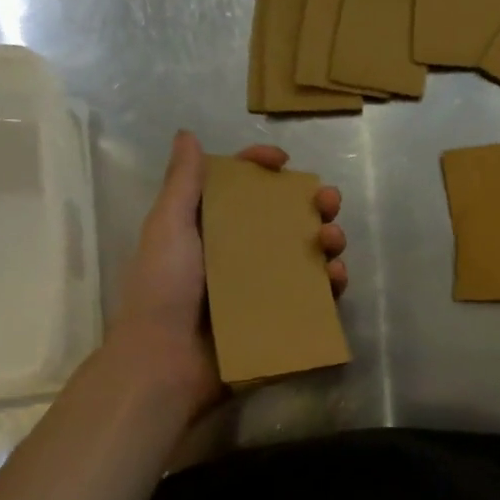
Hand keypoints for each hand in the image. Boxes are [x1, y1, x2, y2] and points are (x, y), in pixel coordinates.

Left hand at [107, 131, 346, 419]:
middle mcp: (239, 254)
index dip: (262, 169)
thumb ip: (183, 184)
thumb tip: (187, 135)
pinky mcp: (279, 318)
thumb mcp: (168, 229)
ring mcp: (262, 288)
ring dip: (327, 241)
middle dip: (311, 205)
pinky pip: (313, 296)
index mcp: (211, 229)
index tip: (283, 161)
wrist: (164, 364)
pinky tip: (337, 277)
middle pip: (284, 219)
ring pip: (306, 255)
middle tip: (328, 202)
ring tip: (332, 240)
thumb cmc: (163, 290)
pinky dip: (331, 284)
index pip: (241, 189)